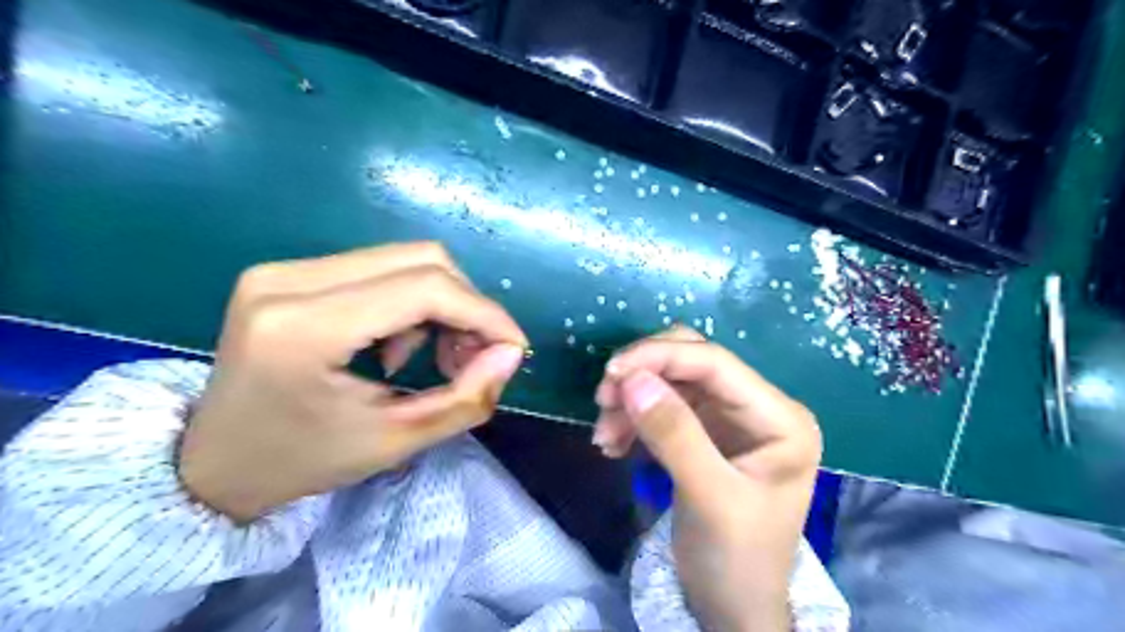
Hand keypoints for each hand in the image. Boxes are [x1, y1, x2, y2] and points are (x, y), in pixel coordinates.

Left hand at [178, 242, 530, 523]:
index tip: (513, 349)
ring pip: (405, 260)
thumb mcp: (395, 441)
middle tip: (474, 357)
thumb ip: (465, 398)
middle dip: (466, 307)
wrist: (213, 463)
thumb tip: (511, 353)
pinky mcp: (290, 272)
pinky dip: (411, 303)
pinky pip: (380, 269)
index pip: (425, 289)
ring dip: (440, 305)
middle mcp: (289, 279)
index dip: (484, 313)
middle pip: (421, 260)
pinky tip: (397, 345)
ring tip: (435, 357)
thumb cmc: (303, 462)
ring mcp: (285, 269)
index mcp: (304, 328)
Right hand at [593, 325, 823, 631]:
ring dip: (632, 401)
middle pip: (690, 362)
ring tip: (605, 435)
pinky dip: (633, 419)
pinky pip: (660, 407)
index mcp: (779, 417)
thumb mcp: (709, 497)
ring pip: (669, 382)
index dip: (660, 356)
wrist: (732, 609)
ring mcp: (728, 418)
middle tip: (604, 399)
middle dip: (644, 374)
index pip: (715, 363)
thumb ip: (674, 434)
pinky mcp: (703, 433)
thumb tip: (631, 378)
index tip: (611, 372)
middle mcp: (756, 407)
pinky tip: (614, 444)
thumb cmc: (737, 559)